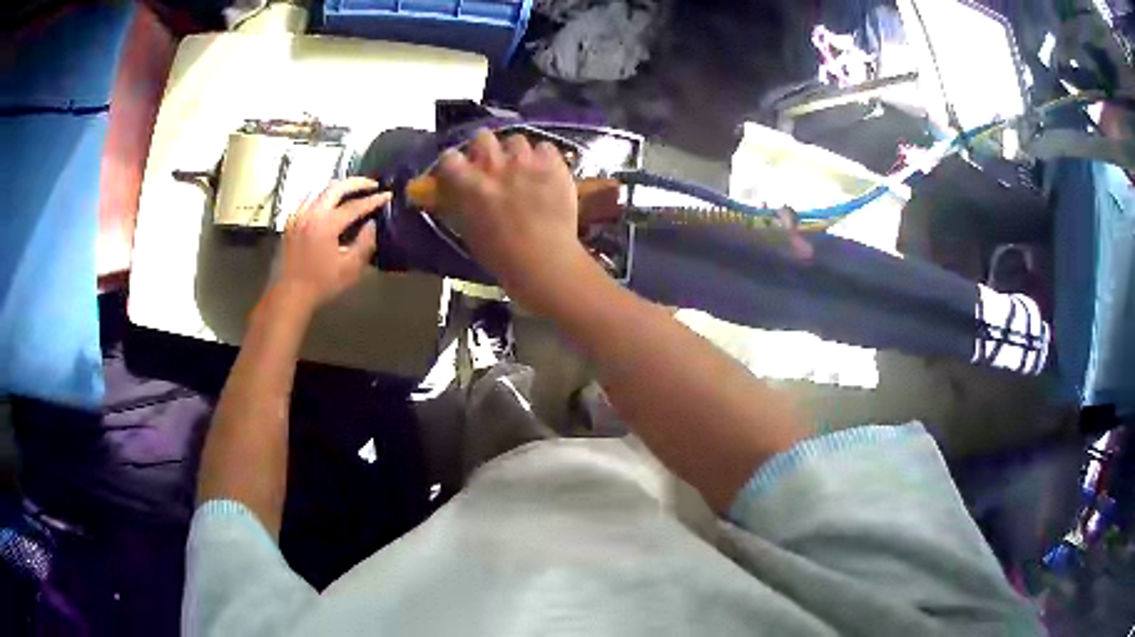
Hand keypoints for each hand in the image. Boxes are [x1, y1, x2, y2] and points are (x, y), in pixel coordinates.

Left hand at [273, 177, 389, 311]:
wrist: (289, 295)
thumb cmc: (321, 284)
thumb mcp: (349, 268)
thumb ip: (364, 243)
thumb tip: (372, 224)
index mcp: (326, 224)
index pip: (355, 205)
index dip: (373, 200)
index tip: (387, 195)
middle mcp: (311, 214)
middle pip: (336, 188)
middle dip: (356, 183)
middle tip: (371, 184)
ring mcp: (298, 216)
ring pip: (320, 190)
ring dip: (338, 188)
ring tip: (351, 191)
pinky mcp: (290, 222)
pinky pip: (307, 200)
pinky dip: (321, 196)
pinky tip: (327, 203)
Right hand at [436, 129, 592, 314]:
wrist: (544, 261)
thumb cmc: (501, 255)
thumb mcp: (468, 230)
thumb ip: (458, 204)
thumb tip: (452, 192)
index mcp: (467, 182)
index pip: (449, 156)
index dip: (454, 163)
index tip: (459, 171)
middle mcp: (493, 164)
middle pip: (482, 137)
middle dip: (485, 149)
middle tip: (492, 166)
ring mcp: (525, 161)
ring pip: (516, 140)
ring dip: (516, 153)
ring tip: (523, 169)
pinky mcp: (553, 163)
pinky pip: (546, 147)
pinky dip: (544, 158)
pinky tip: (546, 173)